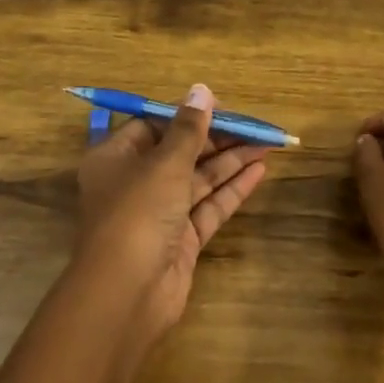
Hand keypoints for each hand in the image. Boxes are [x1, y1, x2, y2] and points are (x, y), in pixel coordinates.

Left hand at [70, 84, 268, 341]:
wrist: (127, 293)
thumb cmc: (137, 213)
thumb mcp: (165, 163)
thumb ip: (189, 128)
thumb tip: (202, 89)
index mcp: (115, 158)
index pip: (152, 126)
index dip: (186, 115)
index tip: (221, 107)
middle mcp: (134, 183)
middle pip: (179, 152)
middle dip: (216, 138)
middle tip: (254, 125)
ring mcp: (158, 214)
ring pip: (198, 179)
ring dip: (230, 161)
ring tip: (267, 142)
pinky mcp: (180, 240)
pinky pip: (208, 206)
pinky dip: (232, 189)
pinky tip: (260, 170)